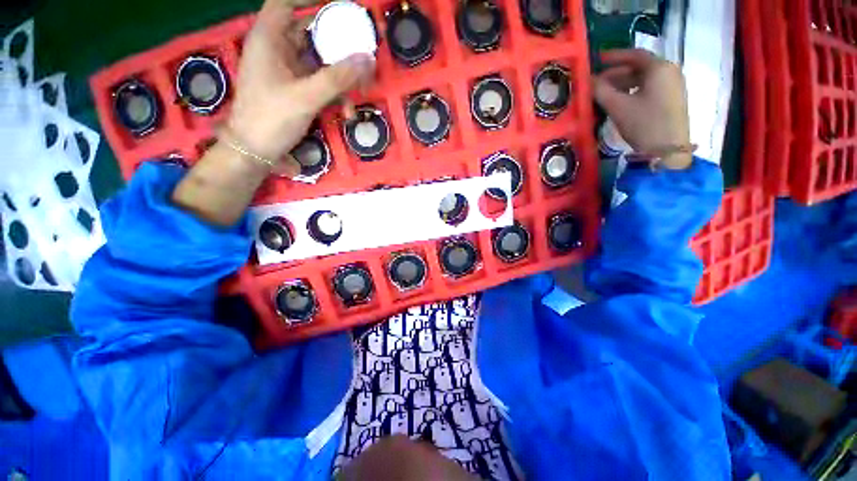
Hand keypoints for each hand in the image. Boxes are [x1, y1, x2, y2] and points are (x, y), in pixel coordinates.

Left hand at [227, 0, 375, 175]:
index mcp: (269, 39)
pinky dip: (334, 93)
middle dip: (338, 45)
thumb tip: (368, 58)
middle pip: (310, 33)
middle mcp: (277, 50)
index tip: (337, 7)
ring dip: (341, 76)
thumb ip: (338, 78)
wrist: (254, 152)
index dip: (309, 0)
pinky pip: (318, 83)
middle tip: (362, 53)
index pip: (285, 3)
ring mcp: (286, 71)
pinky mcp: (294, 90)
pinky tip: (346, 111)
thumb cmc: (271, 119)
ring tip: (361, 91)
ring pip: (318, 62)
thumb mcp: (306, 97)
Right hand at [593, 49, 691, 169]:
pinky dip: (634, 91)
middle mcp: (669, 71)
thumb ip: (601, 91)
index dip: (614, 56)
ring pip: (644, 79)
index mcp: (659, 68)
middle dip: (616, 74)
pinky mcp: (672, 99)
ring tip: (605, 94)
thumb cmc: (643, 124)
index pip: (634, 55)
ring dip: (623, 84)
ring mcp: (673, 86)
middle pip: (639, 67)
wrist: (667, 150)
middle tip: (597, 83)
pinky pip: (650, 88)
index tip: (598, 59)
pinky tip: (621, 101)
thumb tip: (588, 81)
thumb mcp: (618, 107)